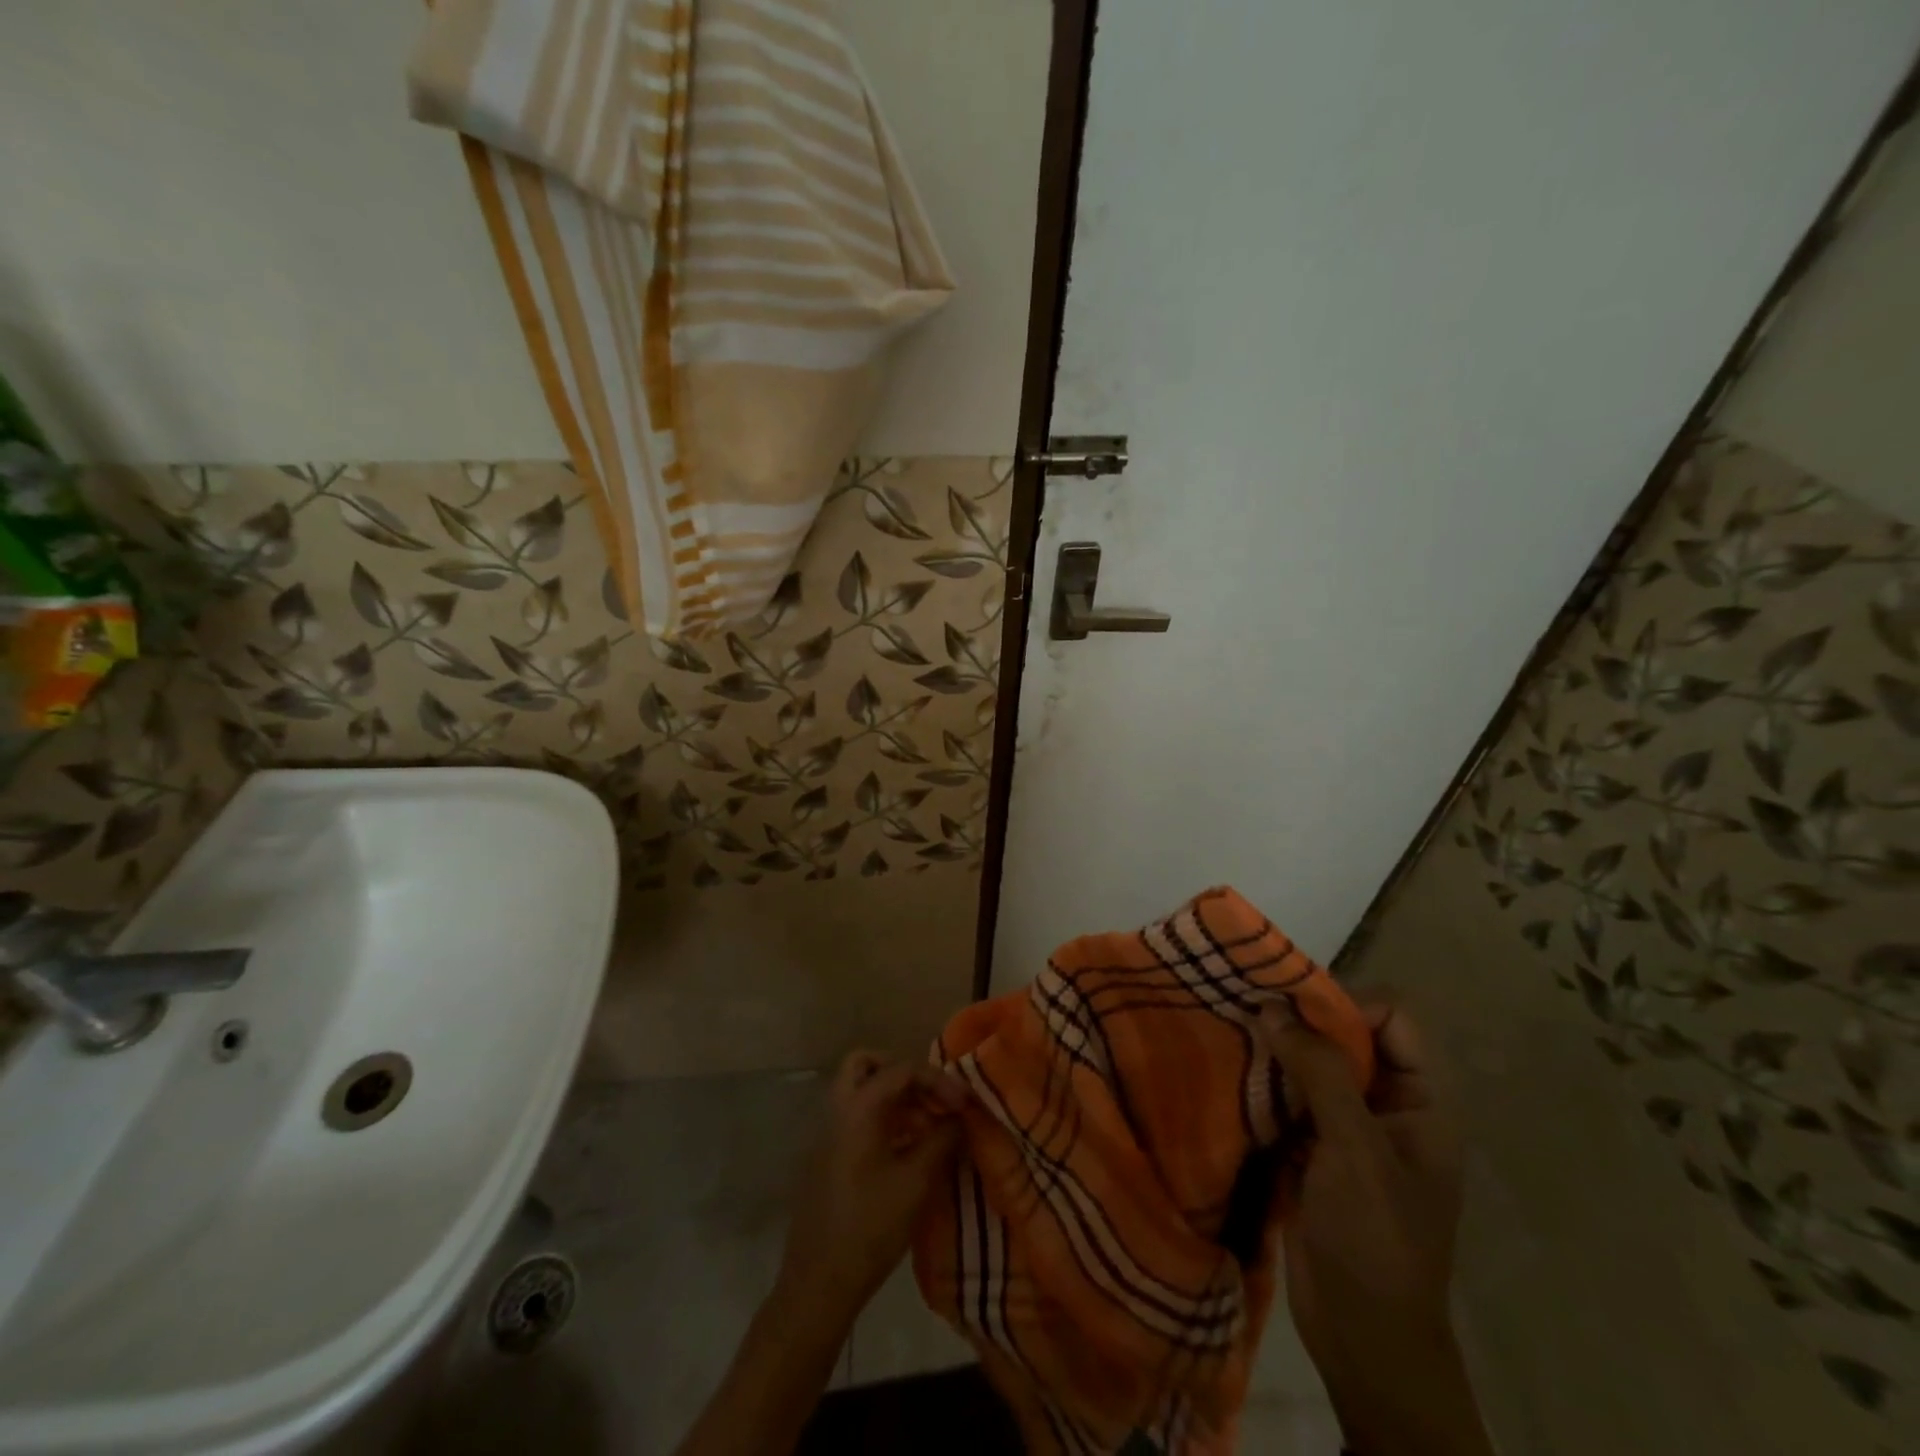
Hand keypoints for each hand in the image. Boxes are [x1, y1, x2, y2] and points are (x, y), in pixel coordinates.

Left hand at [776, 1050, 968, 1323]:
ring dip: (894, 1097)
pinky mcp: (828, 1157)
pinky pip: (856, 1117)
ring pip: (860, 1091)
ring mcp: (829, 1134)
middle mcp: (839, 1110)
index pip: (902, 1069)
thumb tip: (960, 1117)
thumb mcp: (916, 1182)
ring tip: (928, 1126)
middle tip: (932, 1097)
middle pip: (867, 1065)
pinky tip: (909, 1148)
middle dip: (903, 1073)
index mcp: (858, 1108)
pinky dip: (883, 1118)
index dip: (938, 1080)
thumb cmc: (870, 1228)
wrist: (819, 1283)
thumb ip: (942, 1140)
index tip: (965, 1104)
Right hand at [1262, 996, 1490, 1455]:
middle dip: (1301, 1021)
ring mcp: (1350, 1126)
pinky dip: (1264, 1081)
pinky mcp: (1315, 1147)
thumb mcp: (1356, 1150)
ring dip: (1277, 1050)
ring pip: (1314, 1062)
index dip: (1347, 1004)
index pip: (1393, 1016)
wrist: (1363, 1339)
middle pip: (1350, 1034)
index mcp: (1423, 1100)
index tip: (1292, 1010)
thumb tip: (1272, 1006)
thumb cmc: (1377, 1240)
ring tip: (1232, 1034)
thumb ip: (1320, 1072)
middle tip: (1249, 1012)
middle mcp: (1390, 1103)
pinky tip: (1230, 1073)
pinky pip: (1291, 1095)